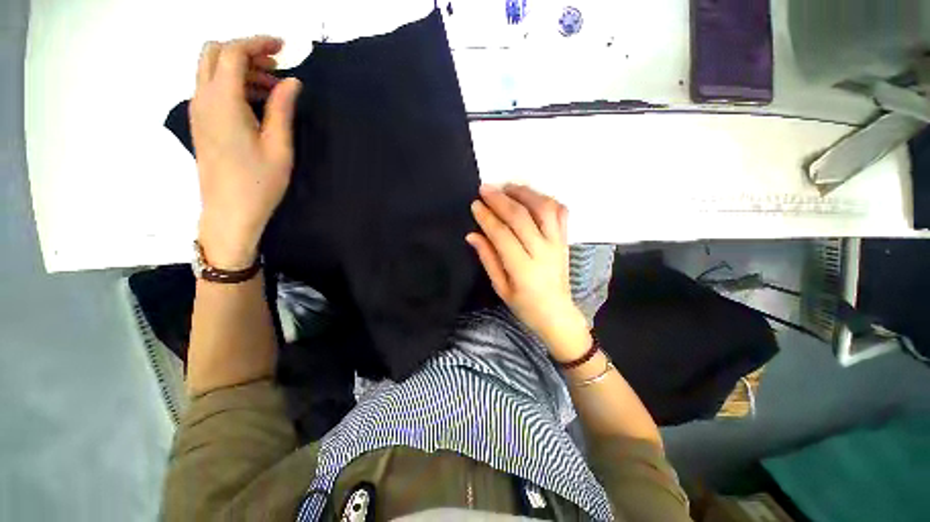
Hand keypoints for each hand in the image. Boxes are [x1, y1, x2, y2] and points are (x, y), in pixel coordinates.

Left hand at [190, 36, 302, 268]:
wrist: (229, 211)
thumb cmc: (259, 182)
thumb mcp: (279, 146)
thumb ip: (283, 108)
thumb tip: (292, 81)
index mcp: (223, 101)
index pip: (233, 52)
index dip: (258, 42)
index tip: (283, 46)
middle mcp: (203, 98)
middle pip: (215, 53)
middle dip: (246, 51)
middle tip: (276, 67)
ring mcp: (198, 110)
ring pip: (211, 69)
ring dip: (240, 68)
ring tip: (274, 88)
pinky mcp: (201, 122)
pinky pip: (212, 88)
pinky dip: (233, 84)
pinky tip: (257, 103)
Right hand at [467, 184, 590, 360]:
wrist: (557, 314)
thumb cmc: (525, 306)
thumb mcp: (501, 288)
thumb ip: (488, 259)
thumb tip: (472, 235)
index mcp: (523, 269)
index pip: (502, 235)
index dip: (487, 217)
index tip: (475, 204)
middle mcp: (543, 252)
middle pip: (521, 217)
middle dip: (501, 200)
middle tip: (485, 188)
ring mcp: (557, 244)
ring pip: (544, 209)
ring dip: (525, 194)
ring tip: (508, 187)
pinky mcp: (565, 240)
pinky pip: (560, 213)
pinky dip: (547, 200)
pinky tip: (532, 197)